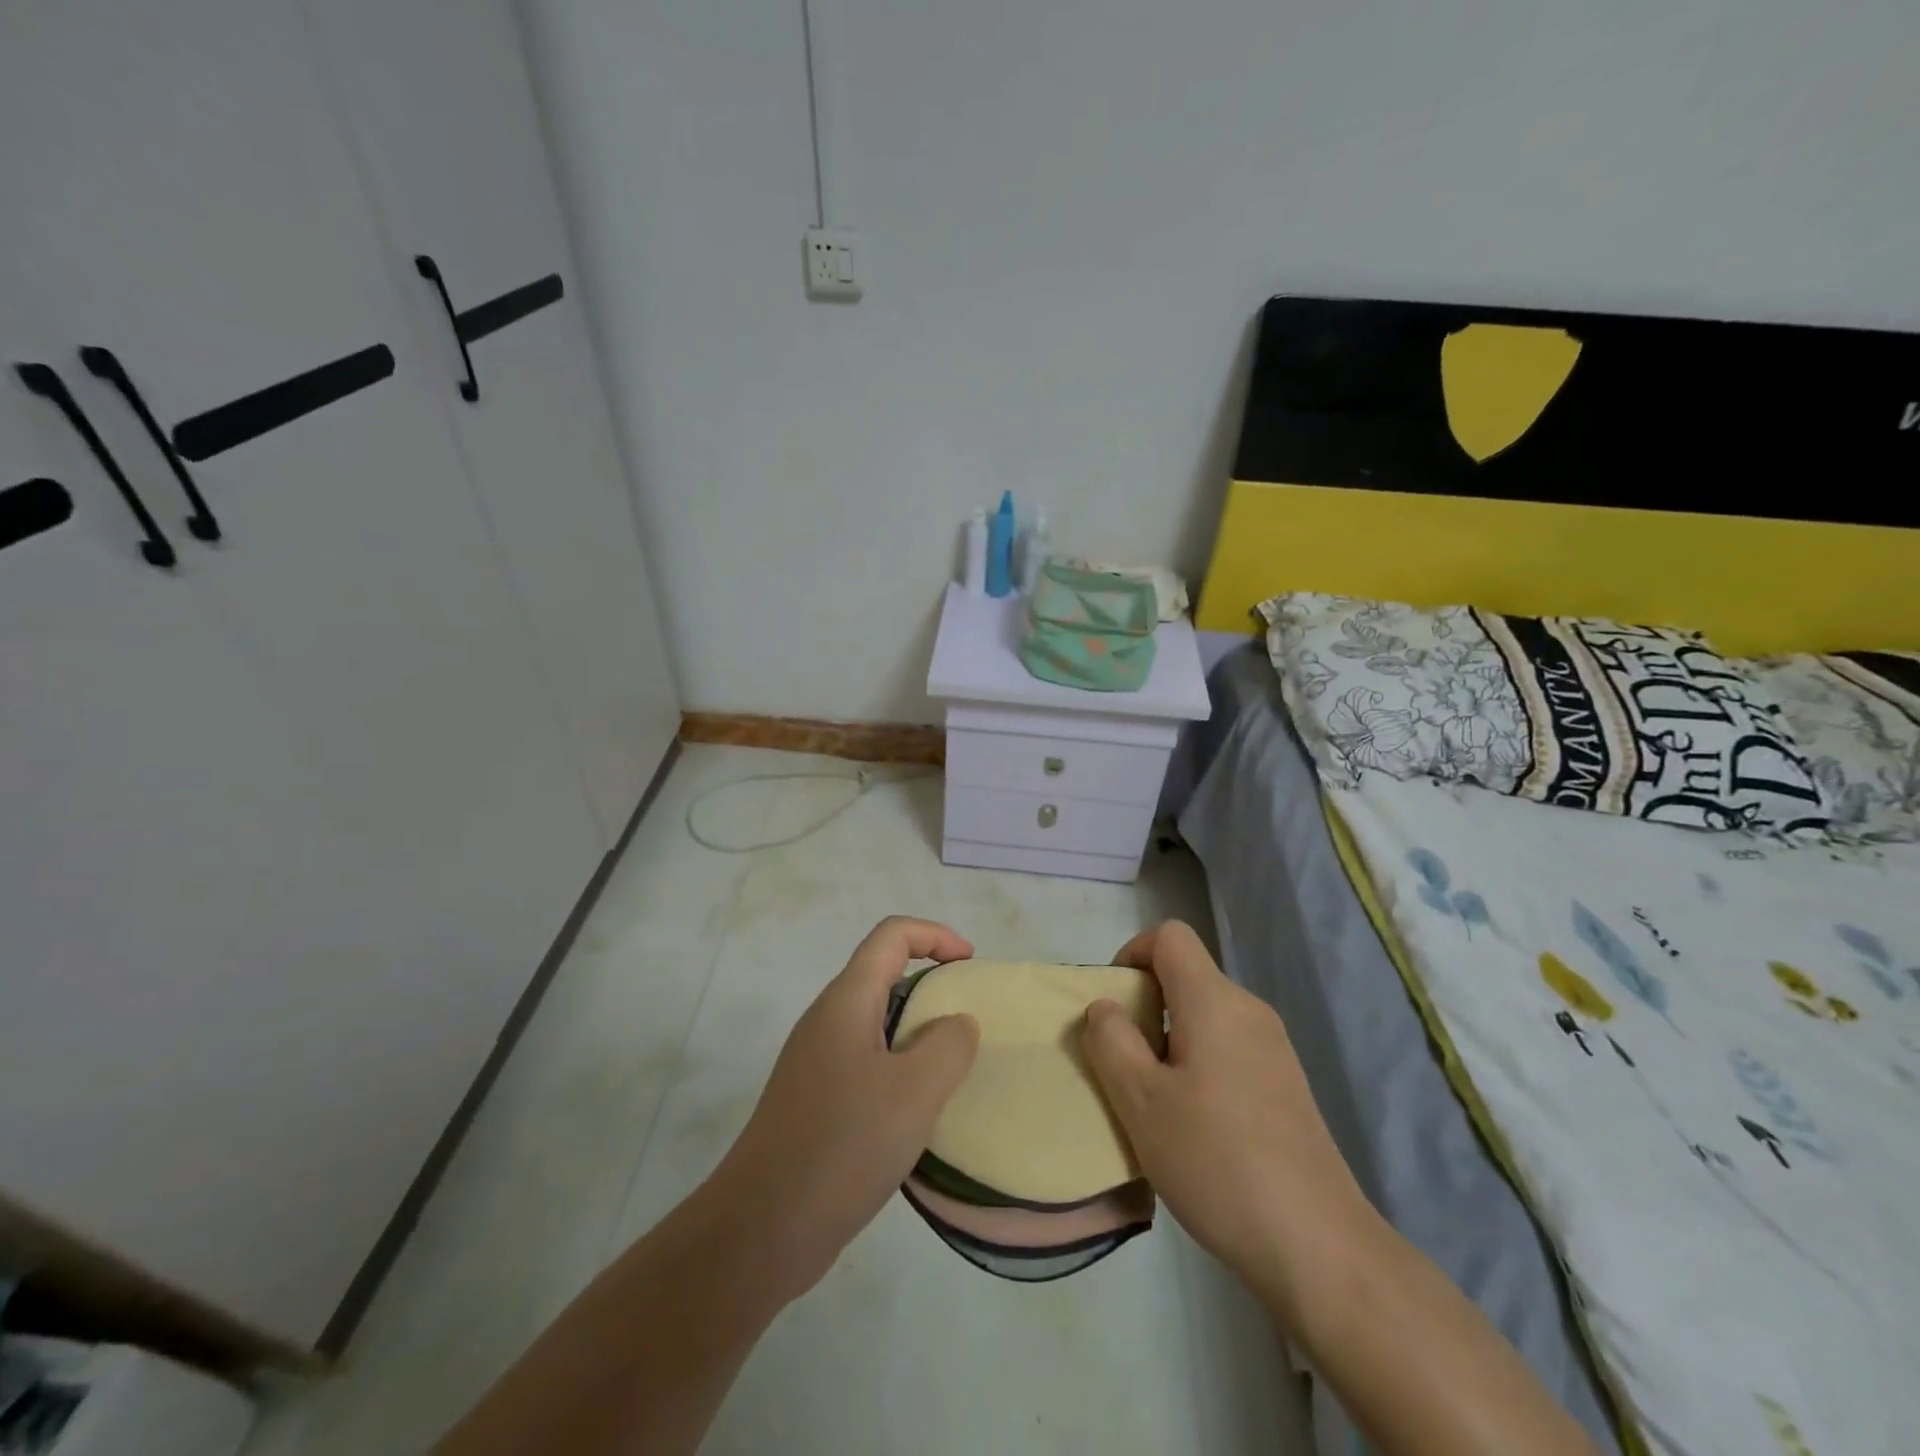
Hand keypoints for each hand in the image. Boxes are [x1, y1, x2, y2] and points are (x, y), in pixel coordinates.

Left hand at [711, 917, 979, 1301]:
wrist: (761, 1228)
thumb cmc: (843, 1145)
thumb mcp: (915, 1091)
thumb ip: (949, 1044)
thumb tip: (956, 1023)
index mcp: (846, 1001)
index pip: (892, 935)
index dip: (935, 935)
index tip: (970, 965)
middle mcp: (826, 1020)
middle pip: (883, 974)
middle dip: (930, 986)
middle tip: (968, 1023)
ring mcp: (815, 1062)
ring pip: (875, 1023)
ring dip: (916, 1032)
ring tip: (951, 1069)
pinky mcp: (813, 1100)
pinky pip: (865, 1062)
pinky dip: (899, 1069)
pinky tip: (916, 1113)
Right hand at [1080, 920, 1370, 1311]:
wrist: (1318, 1246)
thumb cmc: (1216, 1161)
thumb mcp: (1140, 1101)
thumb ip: (1111, 1041)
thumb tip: (1105, 1007)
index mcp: (1214, 1001)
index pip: (1170, 936)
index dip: (1133, 953)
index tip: (1115, 1004)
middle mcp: (1249, 1010)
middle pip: (1187, 976)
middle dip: (1146, 1005)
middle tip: (1125, 1064)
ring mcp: (1274, 1048)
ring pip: (1206, 1015)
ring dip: (1170, 1039)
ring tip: (1155, 1101)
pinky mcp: (1286, 1084)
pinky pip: (1229, 1047)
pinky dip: (1199, 1063)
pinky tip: (1195, 1125)